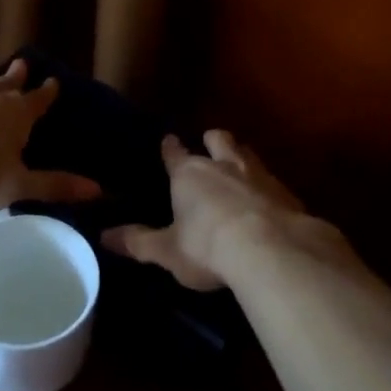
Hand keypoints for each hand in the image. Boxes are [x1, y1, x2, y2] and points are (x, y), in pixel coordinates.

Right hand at [102, 129, 316, 291]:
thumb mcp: (167, 251)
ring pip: (248, 153)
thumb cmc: (208, 246)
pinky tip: (268, 198)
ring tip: (239, 164)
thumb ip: (138, 242)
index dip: (170, 147)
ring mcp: (258, 175)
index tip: (168, 139)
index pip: (175, 154)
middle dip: (212, 140)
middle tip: (210, 144)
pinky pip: (272, 180)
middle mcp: (223, 165)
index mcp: (189, 174)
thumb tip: (104, 236)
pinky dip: (266, 186)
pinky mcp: (286, 192)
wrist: (272, 249)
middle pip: (218, 140)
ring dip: (241, 156)